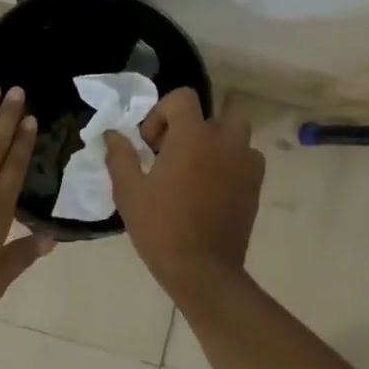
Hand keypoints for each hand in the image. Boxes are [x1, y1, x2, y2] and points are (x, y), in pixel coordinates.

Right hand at [103, 88, 263, 293]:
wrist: (202, 270)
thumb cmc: (160, 227)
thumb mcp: (129, 191)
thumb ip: (120, 155)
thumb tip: (112, 134)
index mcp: (193, 136)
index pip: (183, 98)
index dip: (161, 114)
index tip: (150, 145)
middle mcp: (225, 141)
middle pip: (218, 111)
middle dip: (196, 124)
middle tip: (176, 150)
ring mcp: (245, 164)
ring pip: (236, 134)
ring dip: (217, 141)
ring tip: (197, 168)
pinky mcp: (256, 186)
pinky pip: (247, 159)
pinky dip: (232, 163)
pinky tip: (214, 187)